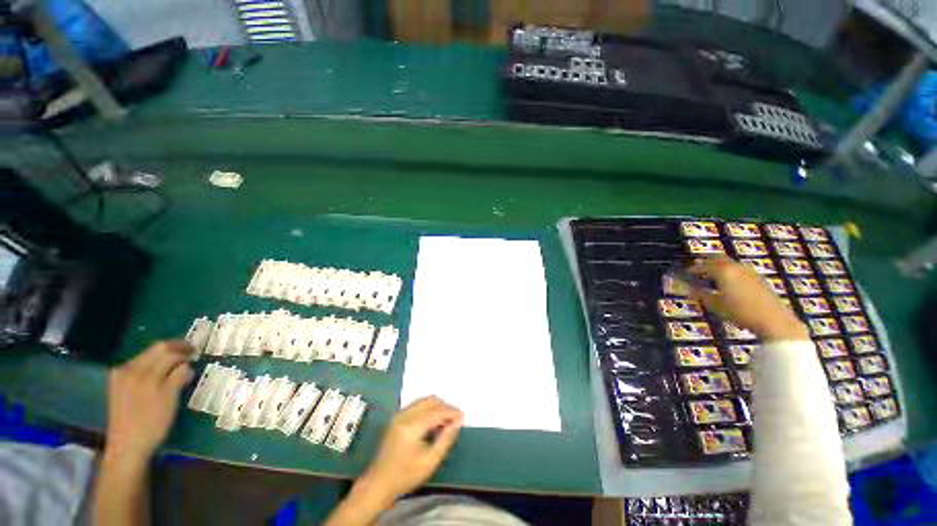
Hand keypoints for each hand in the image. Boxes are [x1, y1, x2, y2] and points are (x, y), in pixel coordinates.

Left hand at [105, 340, 193, 461]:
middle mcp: (129, 369)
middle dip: (173, 350)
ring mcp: (121, 377)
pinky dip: (152, 366)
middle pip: (154, 350)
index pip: (166, 350)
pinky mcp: (117, 385)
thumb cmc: (152, 423)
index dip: (183, 349)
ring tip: (177, 364)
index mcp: (141, 371)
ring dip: (163, 357)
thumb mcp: (170, 399)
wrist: (127, 447)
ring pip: (146, 357)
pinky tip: (159, 374)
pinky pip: (138, 367)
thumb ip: (178, 377)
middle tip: (190, 353)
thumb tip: (188, 365)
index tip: (197, 352)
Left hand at [356, 396, 463, 504]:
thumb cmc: (405, 475)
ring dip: (437, 406)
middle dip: (444, 406)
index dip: (451, 412)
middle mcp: (405, 415)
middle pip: (429, 401)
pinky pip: (417, 405)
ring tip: (447, 419)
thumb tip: (457, 422)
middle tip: (455, 417)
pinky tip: (434, 421)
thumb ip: (445, 440)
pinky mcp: (397, 418)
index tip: (462, 416)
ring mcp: (399, 415)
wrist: (379, 483)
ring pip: (423, 401)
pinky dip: (428, 409)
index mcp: (411, 426)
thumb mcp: (430, 462)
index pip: (436, 412)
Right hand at [686, 256, 808, 341]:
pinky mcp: (759, 279)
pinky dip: (731, 272)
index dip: (692, 269)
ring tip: (713, 276)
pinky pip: (740, 270)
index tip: (686, 273)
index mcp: (722, 271)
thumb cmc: (740, 312)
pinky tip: (730, 283)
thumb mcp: (714, 305)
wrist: (773, 320)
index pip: (702, 266)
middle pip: (718, 258)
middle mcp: (736, 267)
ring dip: (720, 266)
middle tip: (698, 268)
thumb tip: (687, 289)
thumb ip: (699, 295)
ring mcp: (750, 272)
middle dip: (707, 262)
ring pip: (731, 263)